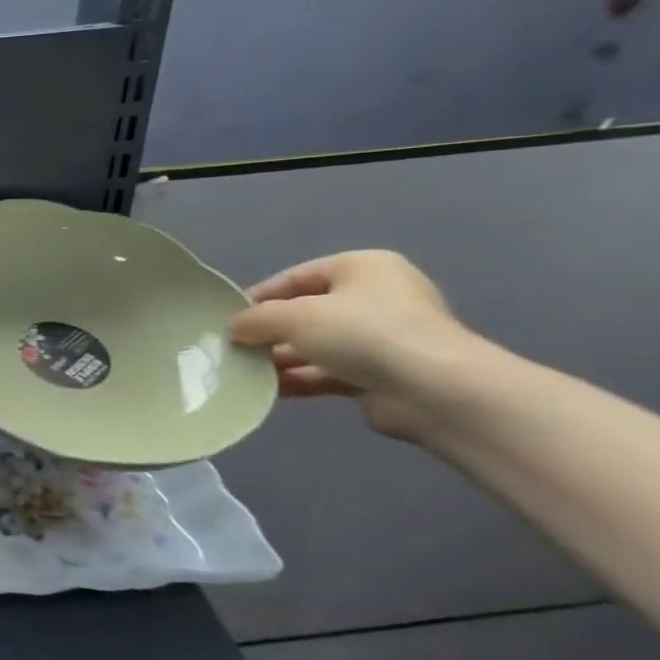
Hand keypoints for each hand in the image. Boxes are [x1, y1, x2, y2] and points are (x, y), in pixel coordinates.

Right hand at [228, 250, 482, 440]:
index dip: (258, 297)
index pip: (295, 277)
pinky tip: (267, 390)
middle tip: (232, 348)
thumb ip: (255, 319)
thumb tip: (233, 329)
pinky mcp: (381, 375)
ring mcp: (381, 339)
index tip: (226, 319)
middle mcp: (375, 298)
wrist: (433, 391)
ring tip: (242, 372)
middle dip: (268, 333)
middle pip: (305, 313)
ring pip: (314, 346)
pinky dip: (298, 379)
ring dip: (279, 359)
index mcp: (362, 268)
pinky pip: (327, 372)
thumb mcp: (293, 316)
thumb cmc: (362, 333)